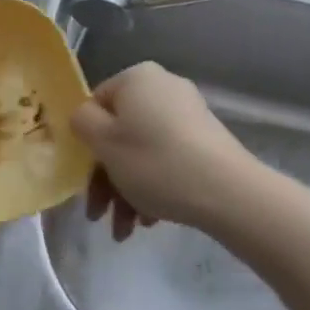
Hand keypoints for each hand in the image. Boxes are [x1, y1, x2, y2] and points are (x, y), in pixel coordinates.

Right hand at [70, 62, 258, 238]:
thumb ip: (82, 122)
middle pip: (120, 132)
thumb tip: (86, 118)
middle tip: (100, 215)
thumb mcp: (104, 142)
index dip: (87, 144)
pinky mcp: (206, 139)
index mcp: (136, 77)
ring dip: (127, 189)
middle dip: (107, 178)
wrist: (227, 191)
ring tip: (126, 231)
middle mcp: (162, 86)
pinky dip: (154, 186)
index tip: (84, 181)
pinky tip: (151, 220)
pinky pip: (167, 158)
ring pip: (142, 150)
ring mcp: (188, 112)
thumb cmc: (155, 161)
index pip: (97, 105)